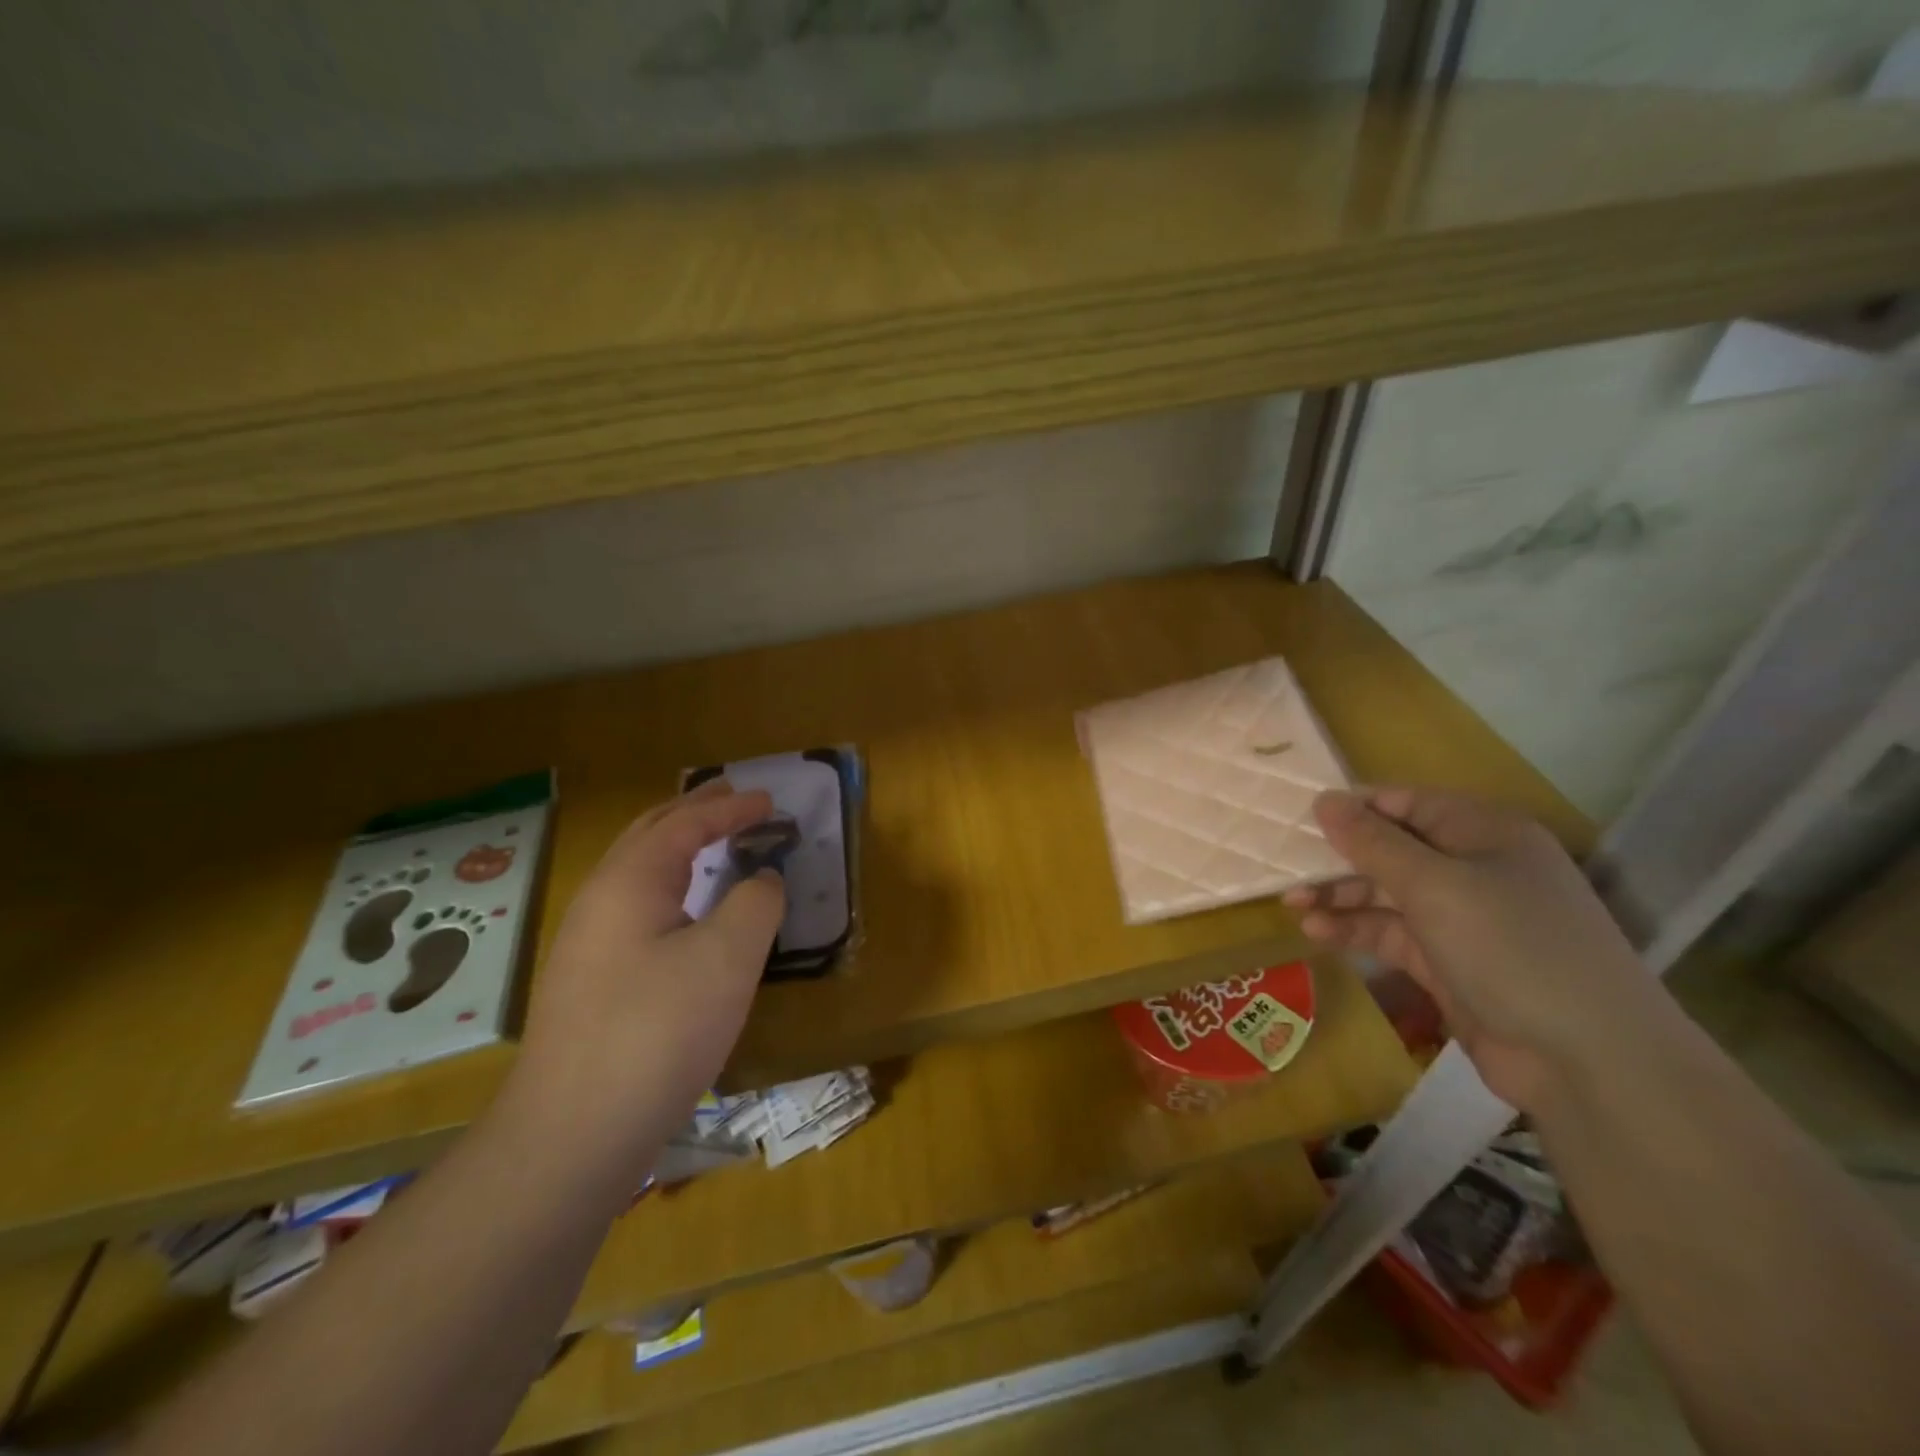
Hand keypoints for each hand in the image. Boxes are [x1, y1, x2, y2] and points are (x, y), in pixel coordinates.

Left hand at [513, 780, 784, 1162]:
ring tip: (714, 844)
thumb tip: (763, 878)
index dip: (731, 807)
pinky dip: (671, 888)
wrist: (571, 1137)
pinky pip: (637, 910)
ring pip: (638, 875)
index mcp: (629, 881)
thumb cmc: (657, 1032)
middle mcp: (599, 901)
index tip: (771, 801)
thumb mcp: (727, 958)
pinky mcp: (590, 985)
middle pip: (649, 835)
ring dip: (679, 848)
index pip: (685, 823)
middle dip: (693, 812)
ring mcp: (587, 946)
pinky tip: (688, 916)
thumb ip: (755, 902)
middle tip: (733, 798)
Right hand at [1283, 787, 1664, 1111]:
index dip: (1354, 809)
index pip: (1406, 803)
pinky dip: (1354, 931)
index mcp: (1484, 833)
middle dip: (1339, 859)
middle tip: (1287, 870)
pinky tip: (1317, 933)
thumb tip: (1324, 800)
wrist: (1587, 1060)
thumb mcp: (1435, 885)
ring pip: (1385, 895)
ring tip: (1292, 906)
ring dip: (1339, 897)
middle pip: (1391, 850)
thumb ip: (1373, 842)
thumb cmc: (1511, 946)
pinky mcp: (1448, 963)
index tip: (1300, 819)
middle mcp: (1474, 868)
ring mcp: (1462, 919)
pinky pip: (1390, 934)